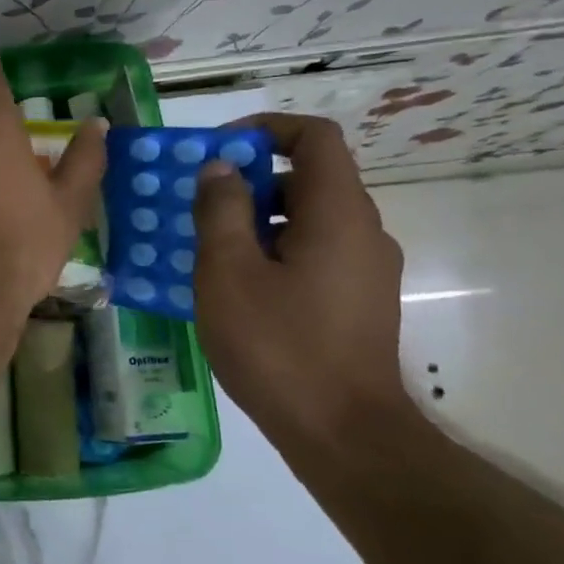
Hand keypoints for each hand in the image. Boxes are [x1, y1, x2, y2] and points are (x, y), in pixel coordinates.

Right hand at [192, 113, 411, 452]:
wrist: (343, 433)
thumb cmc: (278, 346)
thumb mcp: (228, 273)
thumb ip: (221, 211)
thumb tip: (220, 169)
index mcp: (338, 213)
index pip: (314, 137)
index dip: (265, 129)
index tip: (217, 151)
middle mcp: (363, 231)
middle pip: (309, 177)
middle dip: (250, 180)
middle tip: (198, 206)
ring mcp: (365, 269)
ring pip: (309, 218)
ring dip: (258, 219)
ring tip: (207, 249)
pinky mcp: (358, 301)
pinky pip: (314, 252)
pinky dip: (274, 249)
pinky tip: (236, 287)